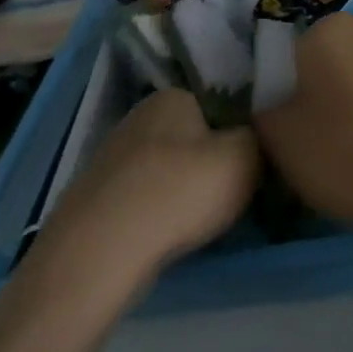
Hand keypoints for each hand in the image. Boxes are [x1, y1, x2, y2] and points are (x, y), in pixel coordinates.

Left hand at [31, 88, 259, 291]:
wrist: (98, 255)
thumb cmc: (180, 191)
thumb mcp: (246, 156)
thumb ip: (260, 138)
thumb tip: (255, 138)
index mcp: (173, 96)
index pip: (219, 103)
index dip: (239, 132)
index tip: (253, 161)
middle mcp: (138, 118)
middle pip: (191, 138)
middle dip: (210, 162)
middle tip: (233, 193)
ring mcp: (109, 160)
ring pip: (165, 171)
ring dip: (182, 192)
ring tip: (202, 222)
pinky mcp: (92, 202)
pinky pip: (140, 201)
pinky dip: (156, 216)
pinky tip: (167, 238)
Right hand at [255, 0, 352, 243]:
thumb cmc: (342, 156)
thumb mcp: (281, 142)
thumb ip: (269, 111)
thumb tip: (272, 102)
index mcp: (325, 34)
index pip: (305, 41)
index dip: (304, 71)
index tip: (307, 102)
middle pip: (350, 26)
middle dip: (346, 51)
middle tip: (343, 97)